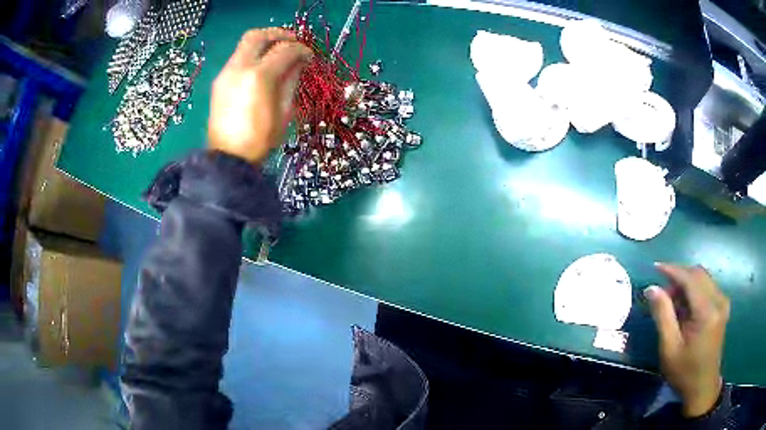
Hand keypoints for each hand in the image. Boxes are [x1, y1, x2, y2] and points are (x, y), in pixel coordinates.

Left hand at [208, 28, 311, 163]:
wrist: (228, 159)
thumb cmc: (260, 140)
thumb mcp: (284, 112)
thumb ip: (291, 80)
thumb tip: (299, 62)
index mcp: (260, 77)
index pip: (285, 50)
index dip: (301, 49)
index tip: (309, 56)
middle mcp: (240, 68)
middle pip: (259, 35)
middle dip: (279, 34)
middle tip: (293, 41)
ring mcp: (226, 73)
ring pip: (245, 43)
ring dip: (264, 42)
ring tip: (277, 51)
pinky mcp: (219, 81)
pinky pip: (238, 57)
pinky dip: (253, 54)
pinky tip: (262, 66)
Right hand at [644, 264, 729, 417]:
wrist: (702, 386)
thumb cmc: (684, 372)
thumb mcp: (669, 348)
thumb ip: (663, 315)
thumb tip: (652, 288)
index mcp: (707, 312)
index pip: (690, 279)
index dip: (673, 270)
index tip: (655, 267)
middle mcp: (719, 300)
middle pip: (698, 275)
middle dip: (679, 277)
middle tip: (662, 293)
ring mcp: (723, 302)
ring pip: (703, 279)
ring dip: (686, 284)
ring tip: (671, 303)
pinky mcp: (722, 307)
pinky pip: (707, 288)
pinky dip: (694, 292)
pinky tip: (684, 308)